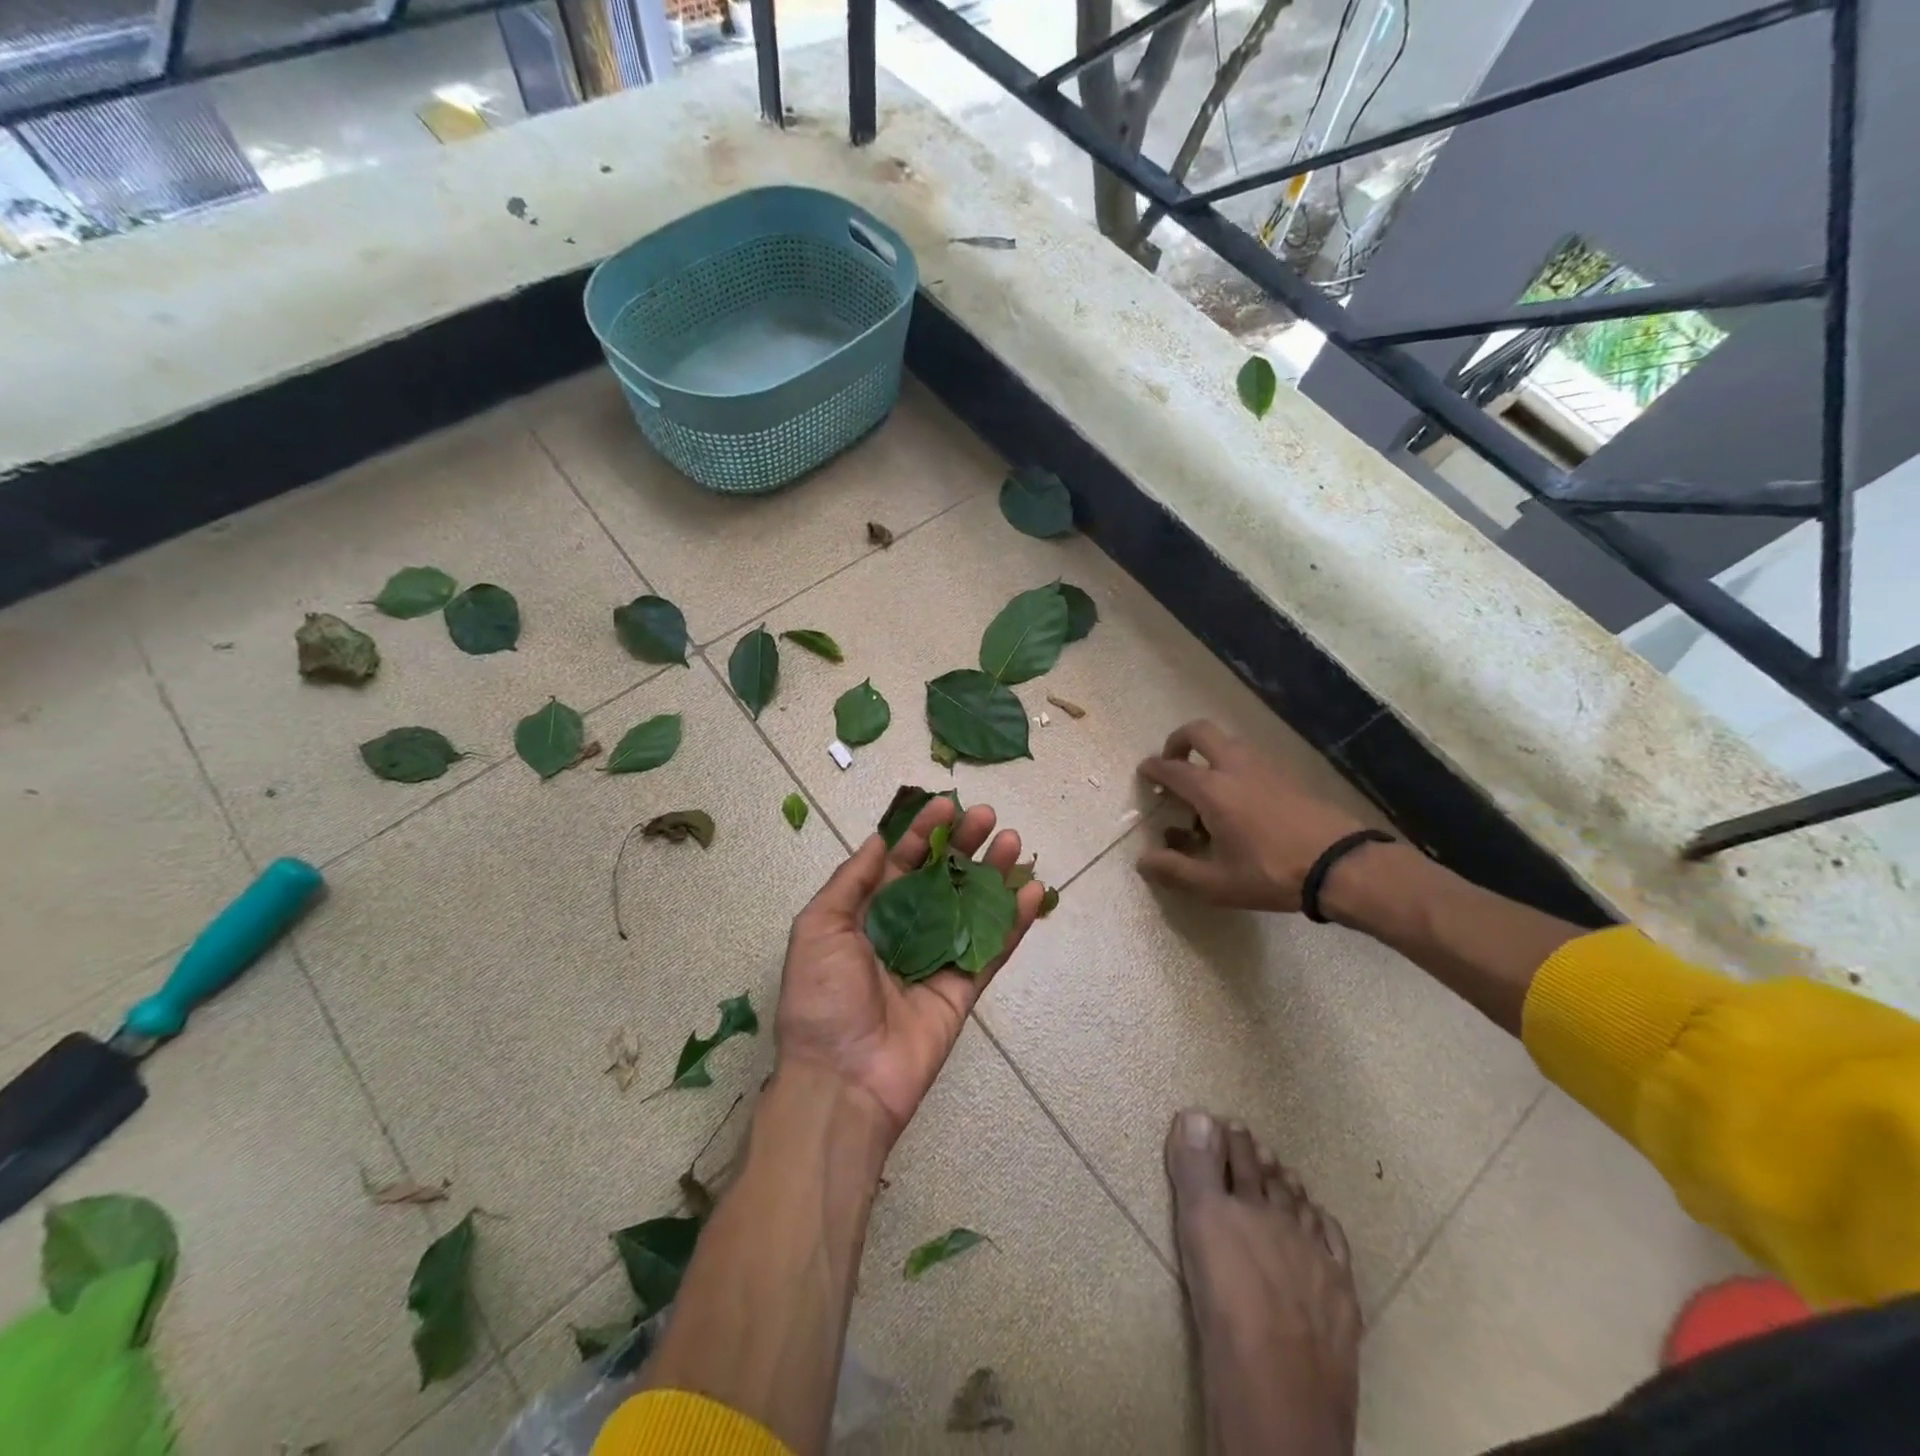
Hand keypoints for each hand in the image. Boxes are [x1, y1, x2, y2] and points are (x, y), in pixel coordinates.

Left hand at [776, 797, 1045, 1143]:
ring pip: (971, 908)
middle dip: (963, 844)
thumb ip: (851, 881)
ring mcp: (936, 959)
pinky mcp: (963, 989)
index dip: (922, 832)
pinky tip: (1032, 892)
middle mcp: (904, 931)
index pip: (899, 862)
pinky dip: (1013, 922)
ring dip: (993, 874)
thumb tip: (879, 839)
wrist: (842, 1081)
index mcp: (866, 915)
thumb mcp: (818, 928)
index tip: (946, 804)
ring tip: (1012, 841)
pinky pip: (992, 950)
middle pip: (940, 878)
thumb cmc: (822, 999)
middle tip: (988, 817)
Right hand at [1136, 720, 1368, 912]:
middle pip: (1200, 732)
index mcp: (1212, 790)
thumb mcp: (1216, 884)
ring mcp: (1265, 767)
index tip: (1144, 772)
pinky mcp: (1288, 775)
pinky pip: (1250, 757)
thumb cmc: (1271, 874)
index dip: (1153, 768)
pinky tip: (1240, 800)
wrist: (1342, 864)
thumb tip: (1143, 861)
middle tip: (1173, 763)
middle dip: (1178, 741)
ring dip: (1208, 753)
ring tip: (1206, 788)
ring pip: (1228, 742)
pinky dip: (1233, 765)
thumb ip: (1174, 871)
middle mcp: (1235, 767)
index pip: (1172, 768)